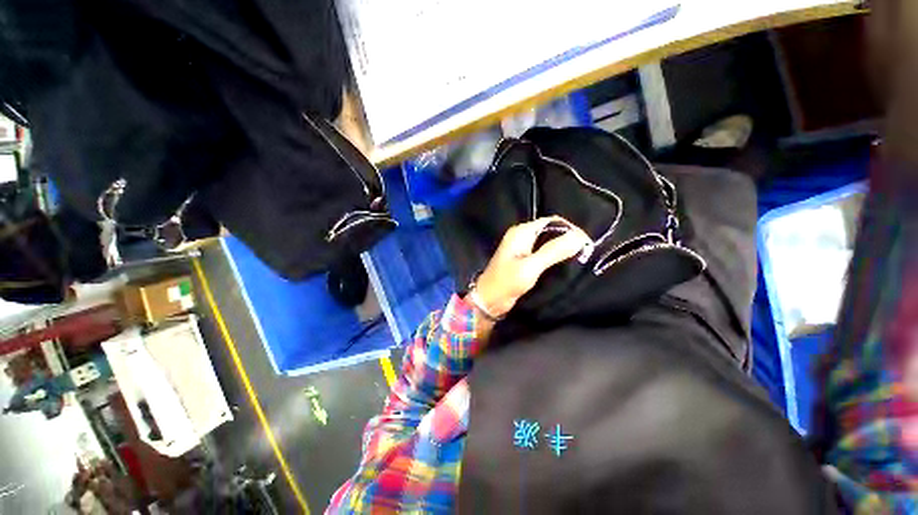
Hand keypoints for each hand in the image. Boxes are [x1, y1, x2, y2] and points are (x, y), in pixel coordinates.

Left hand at [471, 217, 591, 321]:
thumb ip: (553, 251)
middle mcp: (522, 235)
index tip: (587, 244)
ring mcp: (522, 247)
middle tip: (586, 252)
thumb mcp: (531, 267)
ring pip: (548, 241)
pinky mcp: (523, 258)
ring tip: (580, 257)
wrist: (489, 300)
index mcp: (521, 232)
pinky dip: (555, 255)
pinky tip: (565, 263)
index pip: (552, 221)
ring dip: (563, 247)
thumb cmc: (506, 282)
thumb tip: (579, 237)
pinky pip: (543, 251)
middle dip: (568, 238)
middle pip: (551, 230)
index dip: (571, 229)